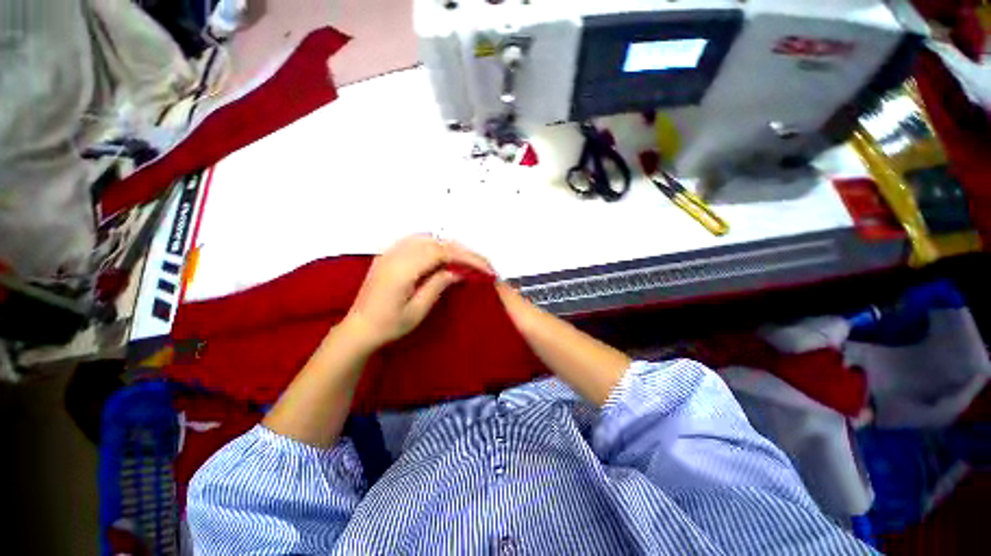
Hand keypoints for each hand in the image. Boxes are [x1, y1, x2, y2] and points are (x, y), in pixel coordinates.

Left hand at [343, 235, 493, 349]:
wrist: (358, 329)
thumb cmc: (388, 326)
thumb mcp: (417, 311)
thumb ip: (437, 285)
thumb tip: (457, 271)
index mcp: (403, 269)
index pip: (442, 252)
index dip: (467, 257)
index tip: (485, 268)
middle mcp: (396, 254)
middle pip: (436, 242)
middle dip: (462, 251)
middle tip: (480, 264)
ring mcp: (390, 252)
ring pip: (427, 238)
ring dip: (449, 246)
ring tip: (465, 259)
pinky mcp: (388, 255)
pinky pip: (416, 241)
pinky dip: (434, 244)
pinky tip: (442, 255)